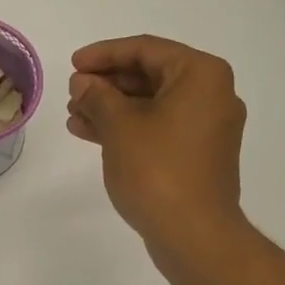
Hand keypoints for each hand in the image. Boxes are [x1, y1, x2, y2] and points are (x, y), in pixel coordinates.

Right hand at [66, 36, 247, 255]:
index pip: (146, 49)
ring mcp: (208, 127)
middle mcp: (212, 95)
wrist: (194, 234)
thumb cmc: (158, 171)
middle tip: (72, 94)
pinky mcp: (198, 155)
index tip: (73, 64)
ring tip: (74, 117)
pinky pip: (159, 129)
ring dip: (112, 109)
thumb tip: (84, 83)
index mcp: (201, 75)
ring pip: (152, 105)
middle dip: (107, 84)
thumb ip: (98, 96)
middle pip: (150, 76)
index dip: (104, 54)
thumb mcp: (119, 126)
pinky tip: (93, 135)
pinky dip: (128, 129)